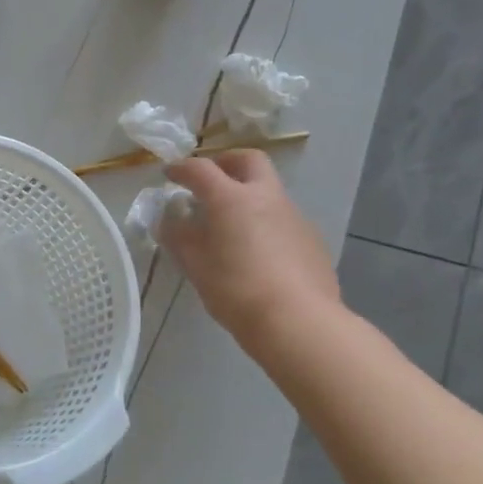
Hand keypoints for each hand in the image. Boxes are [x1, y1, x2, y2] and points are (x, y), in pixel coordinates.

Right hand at [158, 150, 340, 345]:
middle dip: (227, 162)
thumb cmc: (237, 291)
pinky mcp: (313, 239)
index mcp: (232, 199)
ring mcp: (294, 216)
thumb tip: (169, 220)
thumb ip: (179, 238)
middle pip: (249, 160)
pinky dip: (267, 223)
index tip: (169, 174)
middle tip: (212, 180)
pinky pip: (285, 219)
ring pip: (270, 190)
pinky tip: (261, 253)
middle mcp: (266, 197)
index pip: (201, 169)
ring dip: (250, 195)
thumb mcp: (197, 267)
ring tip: (234, 224)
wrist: (299, 322)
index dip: (182, 169)